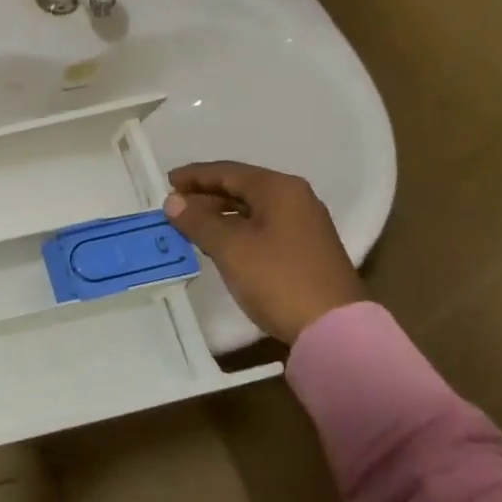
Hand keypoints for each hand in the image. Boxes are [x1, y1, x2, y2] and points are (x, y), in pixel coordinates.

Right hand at [165, 162, 364, 344]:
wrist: (334, 330)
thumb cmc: (278, 278)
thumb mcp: (230, 247)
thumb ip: (197, 220)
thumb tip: (172, 202)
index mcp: (279, 189)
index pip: (227, 171)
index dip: (194, 176)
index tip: (166, 182)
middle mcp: (295, 199)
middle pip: (241, 187)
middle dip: (205, 196)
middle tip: (175, 208)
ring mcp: (304, 225)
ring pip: (251, 209)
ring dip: (219, 215)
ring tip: (191, 227)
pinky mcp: (305, 250)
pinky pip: (262, 227)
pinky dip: (236, 230)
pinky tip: (219, 244)